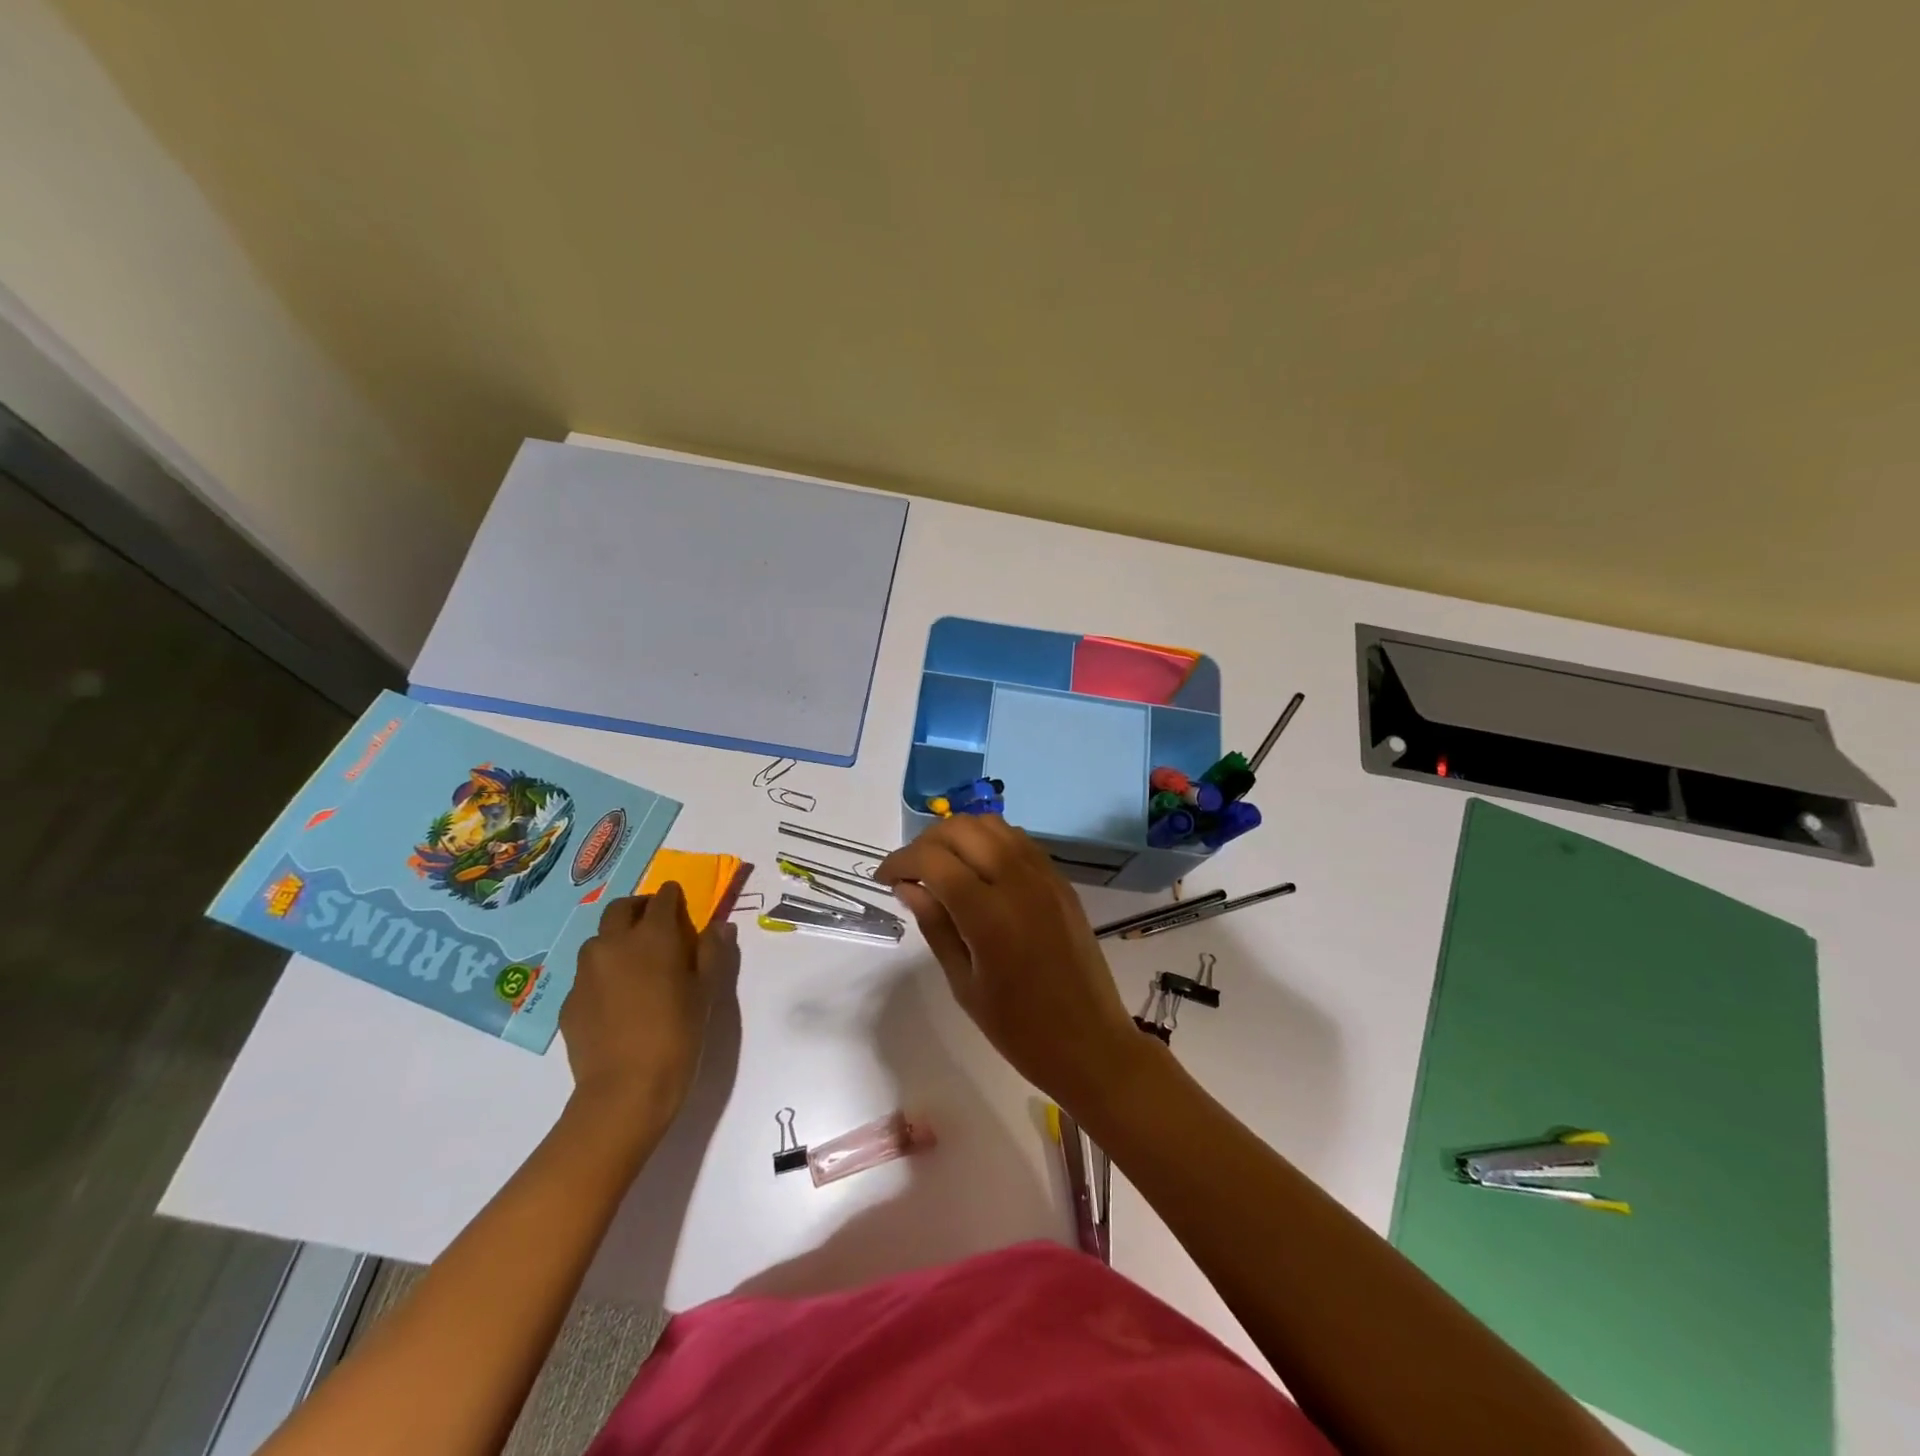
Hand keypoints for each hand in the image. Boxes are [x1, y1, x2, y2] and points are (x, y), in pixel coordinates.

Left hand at [561, 883, 737, 1128]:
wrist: (625, 1089)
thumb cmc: (678, 1034)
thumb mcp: (706, 991)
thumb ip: (712, 952)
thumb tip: (719, 926)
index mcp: (652, 936)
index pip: (662, 899)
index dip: (673, 897)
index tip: (680, 903)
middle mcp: (614, 944)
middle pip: (621, 908)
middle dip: (639, 908)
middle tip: (656, 926)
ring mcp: (586, 972)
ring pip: (599, 940)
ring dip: (617, 940)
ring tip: (635, 965)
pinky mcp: (569, 1000)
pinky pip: (588, 975)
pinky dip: (604, 975)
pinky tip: (618, 1001)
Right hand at [877, 816, 1143, 1109]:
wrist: (1091, 1044)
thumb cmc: (1020, 1029)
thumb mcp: (964, 984)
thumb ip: (935, 926)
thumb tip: (907, 886)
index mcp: (990, 915)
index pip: (934, 860)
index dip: (901, 861)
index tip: (883, 879)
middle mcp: (1019, 882)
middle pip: (962, 829)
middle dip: (926, 842)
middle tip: (910, 872)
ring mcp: (1045, 877)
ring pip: (993, 825)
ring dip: (959, 835)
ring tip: (941, 866)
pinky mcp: (1061, 881)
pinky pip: (1018, 841)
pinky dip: (989, 841)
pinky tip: (978, 869)